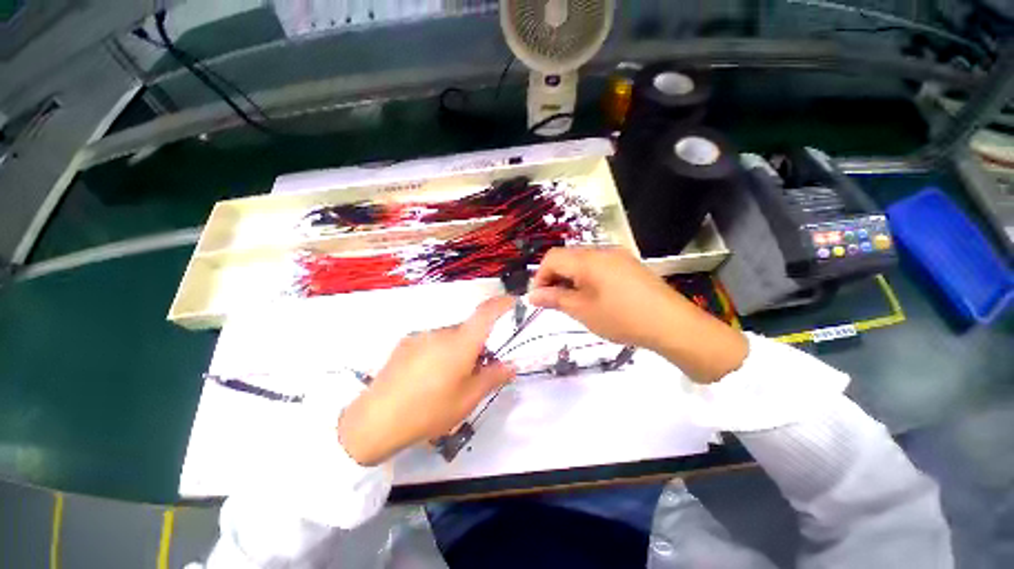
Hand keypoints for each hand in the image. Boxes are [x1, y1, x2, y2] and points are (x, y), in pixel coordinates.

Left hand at [338, 297, 515, 465]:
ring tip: (451, 377)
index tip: (515, 304)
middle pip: (469, 328)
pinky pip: (432, 341)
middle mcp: (441, 331)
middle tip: (481, 365)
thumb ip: (493, 378)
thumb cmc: (429, 410)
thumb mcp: (468, 399)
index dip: (503, 303)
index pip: (486, 312)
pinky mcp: (406, 343)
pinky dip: (441, 351)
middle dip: (479, 341)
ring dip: (458, 348)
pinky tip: (429, 377)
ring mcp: (421, 335)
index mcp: (460, 342)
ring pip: (450, 336)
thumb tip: (511, 365)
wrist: (374, 421)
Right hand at [529, 247, 747, 382]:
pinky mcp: (630, 265)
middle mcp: (602, 251)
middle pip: (567, 257)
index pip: (552, 257)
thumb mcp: (582, 310)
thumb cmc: (621, 318)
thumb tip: (532, 295)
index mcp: (587, 259)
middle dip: (555, 278)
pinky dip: (588, 278)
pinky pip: (599, 266)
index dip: (540, 276)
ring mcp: (618, 256)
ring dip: (571, 278)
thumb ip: (554, 299)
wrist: (673, 325)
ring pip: (583, 262)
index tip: (539, 298)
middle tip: (555, 302)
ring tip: (574, 302)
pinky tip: (595, 297)